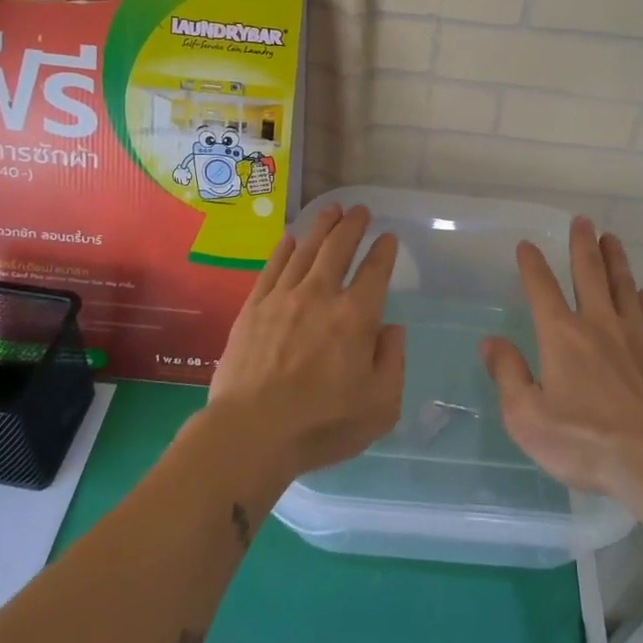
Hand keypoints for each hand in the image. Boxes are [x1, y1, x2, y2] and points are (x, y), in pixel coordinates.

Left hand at [206, 202, 404, 482]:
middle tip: (360, 210)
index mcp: (356, 317)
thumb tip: (391, 329)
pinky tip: (290, 238)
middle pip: (338, 248)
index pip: (375, 272)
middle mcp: (320, 296)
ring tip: (331, 209)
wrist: (251, 432)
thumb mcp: (379, 406)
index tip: (388, 237)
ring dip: (321, 226)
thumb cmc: (321, 425)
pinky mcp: (253, 308)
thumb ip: (392, 362)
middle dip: (352, 225)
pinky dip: (284, 249)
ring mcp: (283, 298)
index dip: (384, 251)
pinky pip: (272, 268)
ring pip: (306, 250)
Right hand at [482, 218, 642, 501]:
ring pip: (623, 286)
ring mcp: (635, 336)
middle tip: (582, 220)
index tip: (527, 244)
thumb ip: (508, 376)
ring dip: (615, 260)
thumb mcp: (528, 418)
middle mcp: (598, 324)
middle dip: (582, 245)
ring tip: (611, 239)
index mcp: (561, 335)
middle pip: (589, 274)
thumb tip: (490, 342)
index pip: (541, 288)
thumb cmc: (587, 442)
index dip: (532, 264)